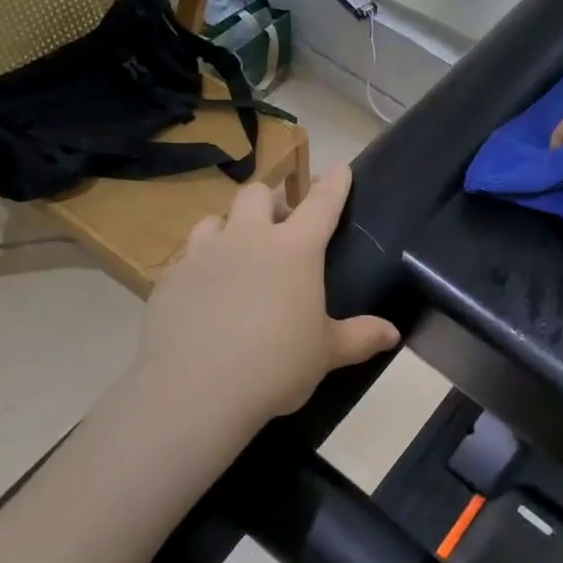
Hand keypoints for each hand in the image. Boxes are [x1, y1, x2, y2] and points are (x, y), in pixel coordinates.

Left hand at [133, 166, 400, 434]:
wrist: (195, 391)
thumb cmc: (275, 366)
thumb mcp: (326, 354)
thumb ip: (360, 337)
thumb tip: (393, 334)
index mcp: (294, 250)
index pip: (321, 203)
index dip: (335, 184)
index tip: (341, 170)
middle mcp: (248, 239)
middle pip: (257, 193)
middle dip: (272, 201)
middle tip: (279, 229)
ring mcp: (203, 255)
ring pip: (215, 219)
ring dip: (230, 228)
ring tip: (236, 256)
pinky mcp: (169, 279)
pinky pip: (186, 257)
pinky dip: (201, 266)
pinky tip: (204, 294)